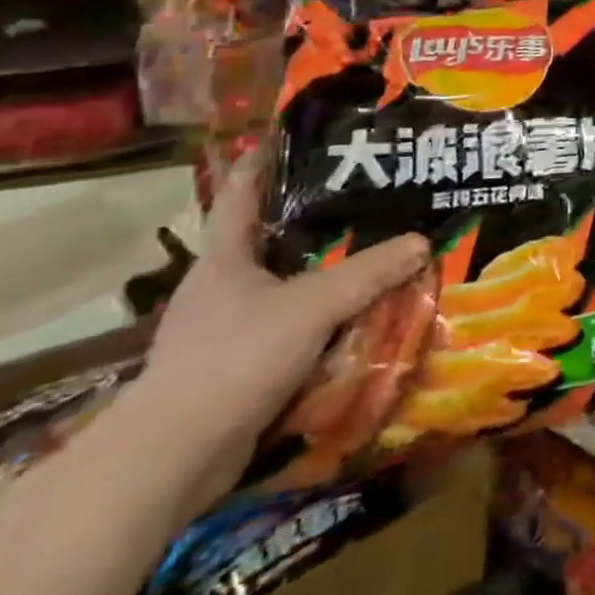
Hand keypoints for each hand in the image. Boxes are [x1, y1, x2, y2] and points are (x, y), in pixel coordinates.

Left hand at [134, 155, 427, 507]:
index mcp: (224, 260)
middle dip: (313, 221)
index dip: (263, 161)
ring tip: (372, 258)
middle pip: (269, 241)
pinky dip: (320, 322)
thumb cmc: (235, 359)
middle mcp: (221, 289)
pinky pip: (289, 331)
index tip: (293, 135)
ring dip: (322, 277)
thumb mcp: (312, 306)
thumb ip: (368, 273)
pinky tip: (355, 321)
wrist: (172, 458)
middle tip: (365, 200)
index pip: (241, 194)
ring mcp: (224, 331)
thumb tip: (421, 241)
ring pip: (283, 289)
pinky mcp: (235, 370)